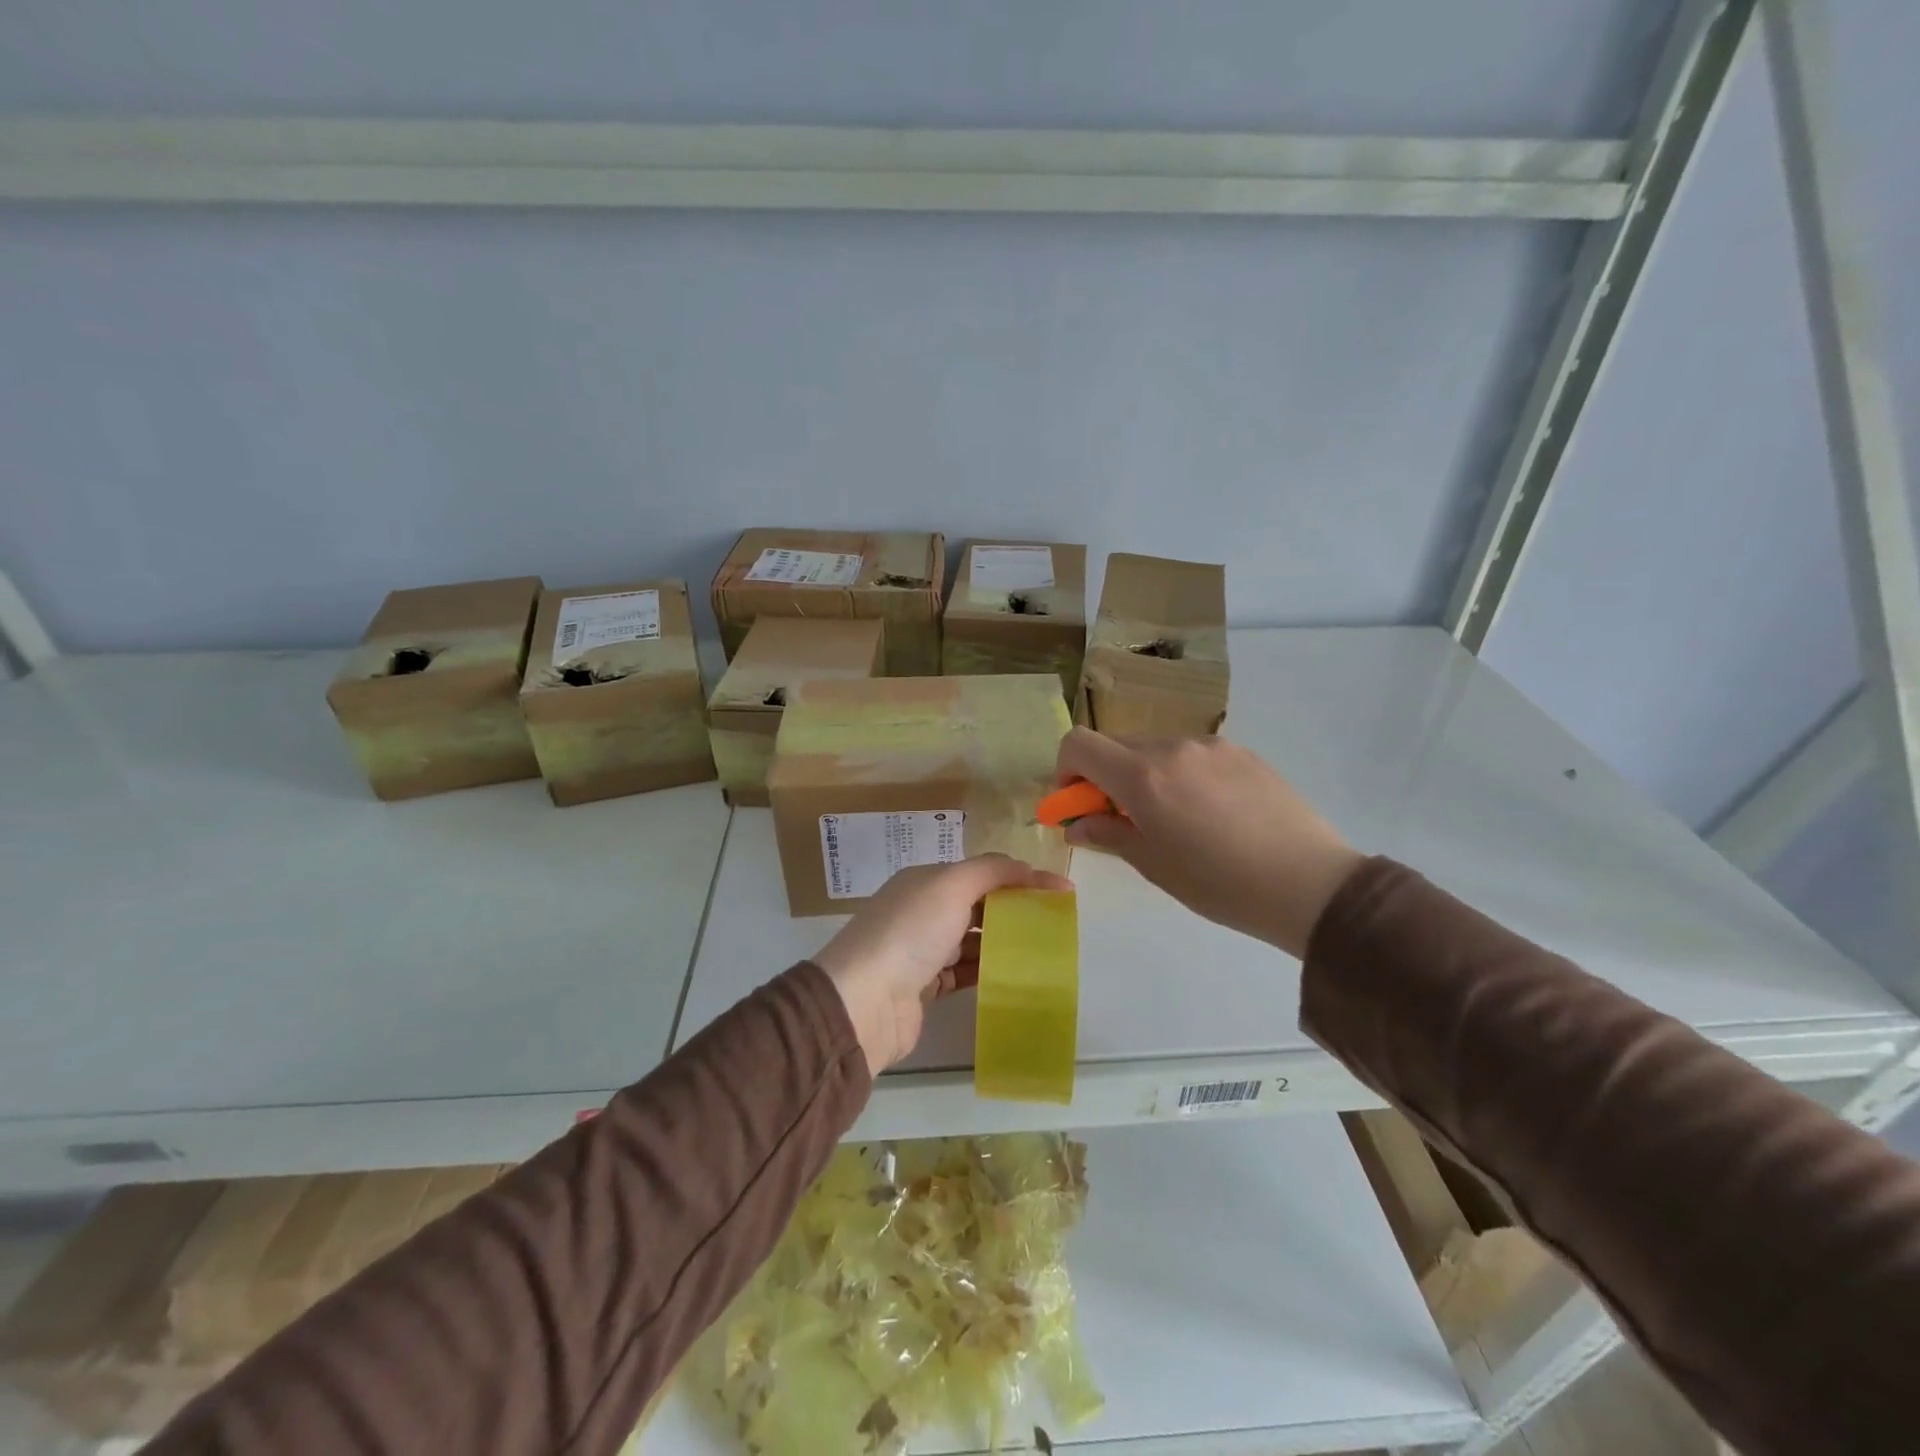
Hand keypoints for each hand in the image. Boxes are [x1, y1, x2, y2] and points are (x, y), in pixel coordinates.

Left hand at [814, 855, 1073, 1073]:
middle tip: (1055, 922)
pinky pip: (964, 973)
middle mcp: (922, 911)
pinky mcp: (924, 988)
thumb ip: (991, 871)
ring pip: (972, 940)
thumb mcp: (951, 886)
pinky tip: (1014, 976)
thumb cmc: (910, 933)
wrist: (863, 1002)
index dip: (1021, 877)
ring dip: (1003, 942)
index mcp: (925, 881)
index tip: (1061, 891)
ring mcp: (922, 951)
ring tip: (1043, 950)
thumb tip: (1026, 868)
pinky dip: (987, 972)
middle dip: (1014, 909)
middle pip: (977, 904)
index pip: (981, 872)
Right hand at [1054, 727, 1362, 957]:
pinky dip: (1182, 775)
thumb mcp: (1153, 864)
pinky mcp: (1243, 752)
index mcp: (1143, 775)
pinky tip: (1211, 814)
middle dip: (1106, 777)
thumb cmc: (1219, 884)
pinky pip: (1193, 755)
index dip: (1066, 771)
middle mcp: (1172, 747)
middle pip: (1117, 745)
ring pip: (1156, 749)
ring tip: (1176, 820)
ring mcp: (1211, 746)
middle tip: (1124, 819)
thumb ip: (1108, 834)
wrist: (1310, 884)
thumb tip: (1077, 824)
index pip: (1079, 744)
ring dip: (1146, 775)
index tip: (1078, 803)